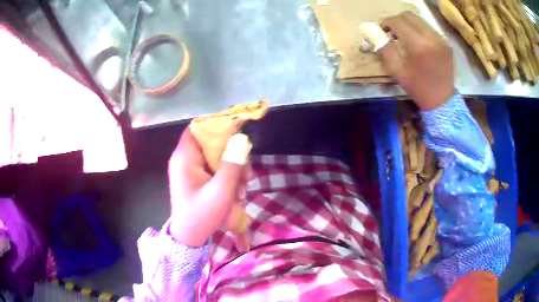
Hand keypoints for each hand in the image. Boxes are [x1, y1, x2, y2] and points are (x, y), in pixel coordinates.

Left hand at [168, 128, 249, 246]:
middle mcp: (187, 159)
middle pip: (212, 143)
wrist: (190, 238)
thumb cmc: (201, 215)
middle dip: (232, 155)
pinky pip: (216, 168)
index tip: (238, 133)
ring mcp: (193, 169)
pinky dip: (228, 177)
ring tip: (241, 190)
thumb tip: (242, 139)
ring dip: (233, 169)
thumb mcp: (220, 192)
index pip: (198, 128)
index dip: (217, 126)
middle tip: (246, 174)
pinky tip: (236, 192)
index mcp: (185, 157)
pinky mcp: (199, 178)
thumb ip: (232, 166)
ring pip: (217, 156)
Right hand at [378, 12, 453, 110]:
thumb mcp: (396, 71)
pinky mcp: (446, 43)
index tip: (381, 31)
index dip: (385, 23)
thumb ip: (383, 48)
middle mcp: (431, 37)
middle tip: (391, 31)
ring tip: (403, 36)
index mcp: (418, 45)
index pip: (397, 21)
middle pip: (408, 15)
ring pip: (419, 20)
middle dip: (396, 20)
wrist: (442, 101)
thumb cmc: (418, 88)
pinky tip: (416, 42)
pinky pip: (428, 28)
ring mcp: (441, 39)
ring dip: (407, 24)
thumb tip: (374, 32)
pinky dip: (418, 30)